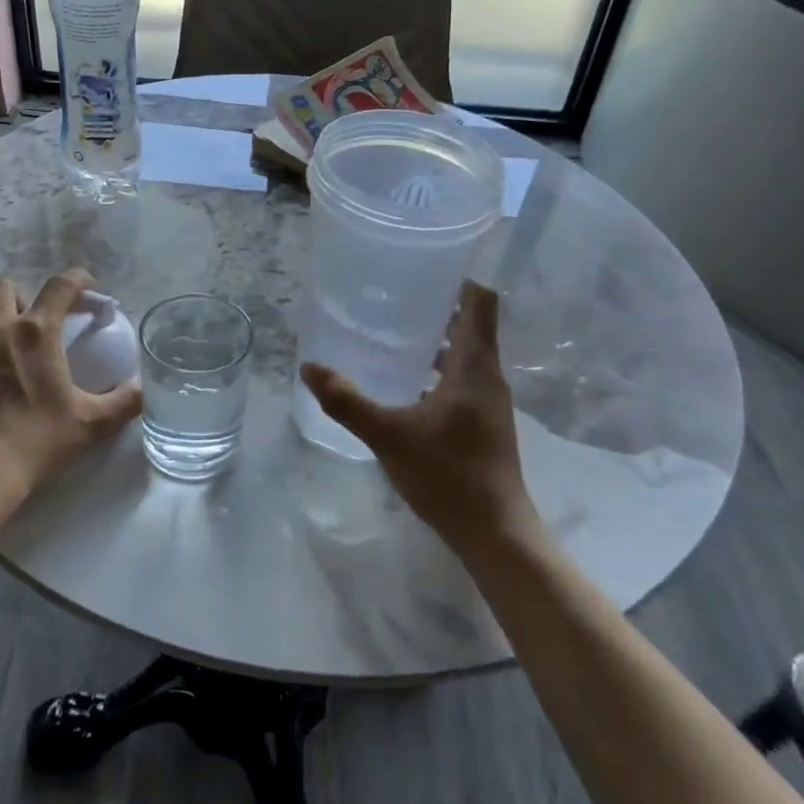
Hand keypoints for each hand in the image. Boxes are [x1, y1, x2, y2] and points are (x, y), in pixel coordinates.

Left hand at [0, 270, 141, 498]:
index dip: (77, 279)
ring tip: (0, 340)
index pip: (60, 285)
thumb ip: (124, 401)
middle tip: (34, 324)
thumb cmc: (35, 443)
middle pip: (6, 287)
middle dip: (24, 298)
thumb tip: (142, 387)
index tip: (85, 287)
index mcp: (36, 333)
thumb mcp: (90, 424)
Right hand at [301, 281, 537, 555]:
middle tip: (392, 299)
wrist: (494, 533)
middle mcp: (488, 376)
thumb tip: (309, 368)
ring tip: (391, 335)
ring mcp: (489, 401)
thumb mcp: (389, 435)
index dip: (458, 280)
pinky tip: (403, 384)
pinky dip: (437, 370)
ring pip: (465, 355)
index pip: (481, 302)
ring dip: (435, 341)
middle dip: (436, 307)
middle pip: (471, 325)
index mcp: (475, 366)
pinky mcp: (483, 423)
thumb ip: (347, 401)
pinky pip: (461, 380)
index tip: (423, 270)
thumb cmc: (448, 475)